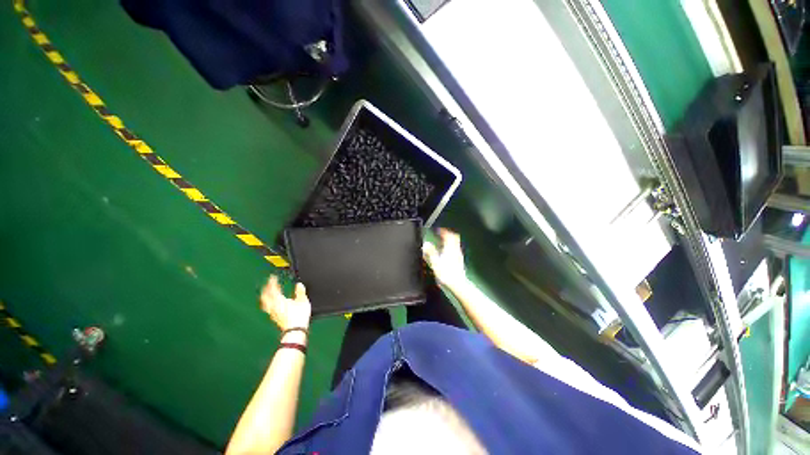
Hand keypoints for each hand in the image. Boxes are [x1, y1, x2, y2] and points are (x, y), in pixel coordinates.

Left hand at [261, 275, 311, 331]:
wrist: (295, 330)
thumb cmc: (299, 316)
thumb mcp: (303, 301)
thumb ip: (300, 292)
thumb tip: (299, 284)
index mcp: (279, 300)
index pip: (273, 289)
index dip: (272, 282)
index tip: (272, 277)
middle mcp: (273, 306)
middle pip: (265, 297)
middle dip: (265, 289)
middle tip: (267, 284)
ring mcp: (272, 313)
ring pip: (265, 303)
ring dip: (265, 297)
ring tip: (266, 294)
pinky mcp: (274, 318)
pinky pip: (268, 308)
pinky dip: (268, 303)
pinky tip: (272, 304)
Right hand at [423, 229, 467, 287]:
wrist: (458, 284)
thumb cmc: (446, 274)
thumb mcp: (435, 262)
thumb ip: (430, 252)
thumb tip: (425, 244)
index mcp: (449, 248)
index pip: (448, 235)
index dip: (443, 231)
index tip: (438, 230)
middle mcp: (455, 250)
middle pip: (454, 237)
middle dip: (448, 234)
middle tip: (441, 234)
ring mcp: (459, 255)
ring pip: (455, 243)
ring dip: (449, 240)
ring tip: (442, 242)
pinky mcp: (459, 260)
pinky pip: (456, 249)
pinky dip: (451, 247)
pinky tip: (446, 252)